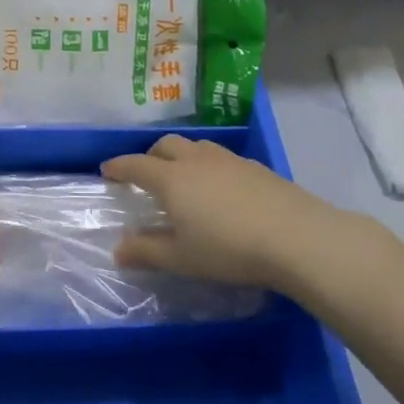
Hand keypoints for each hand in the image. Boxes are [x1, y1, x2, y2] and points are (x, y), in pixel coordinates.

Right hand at [102, 135, 388, 293]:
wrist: (296, 237)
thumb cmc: (229, 249)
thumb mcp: (182, 258)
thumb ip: (146, 252)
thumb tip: (118, 249)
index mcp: (171, 179)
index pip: (136, 164)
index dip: (119, 166)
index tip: (107, 169)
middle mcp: (197, 160)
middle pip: (166, 145)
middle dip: (150, 155)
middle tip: (146, 173)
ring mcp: (229, 160)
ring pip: (196, 147)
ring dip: (182, 156)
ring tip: (184, 176)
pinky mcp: (256, 167)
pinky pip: (221, 158)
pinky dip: (209, 166)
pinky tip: (221, 189)